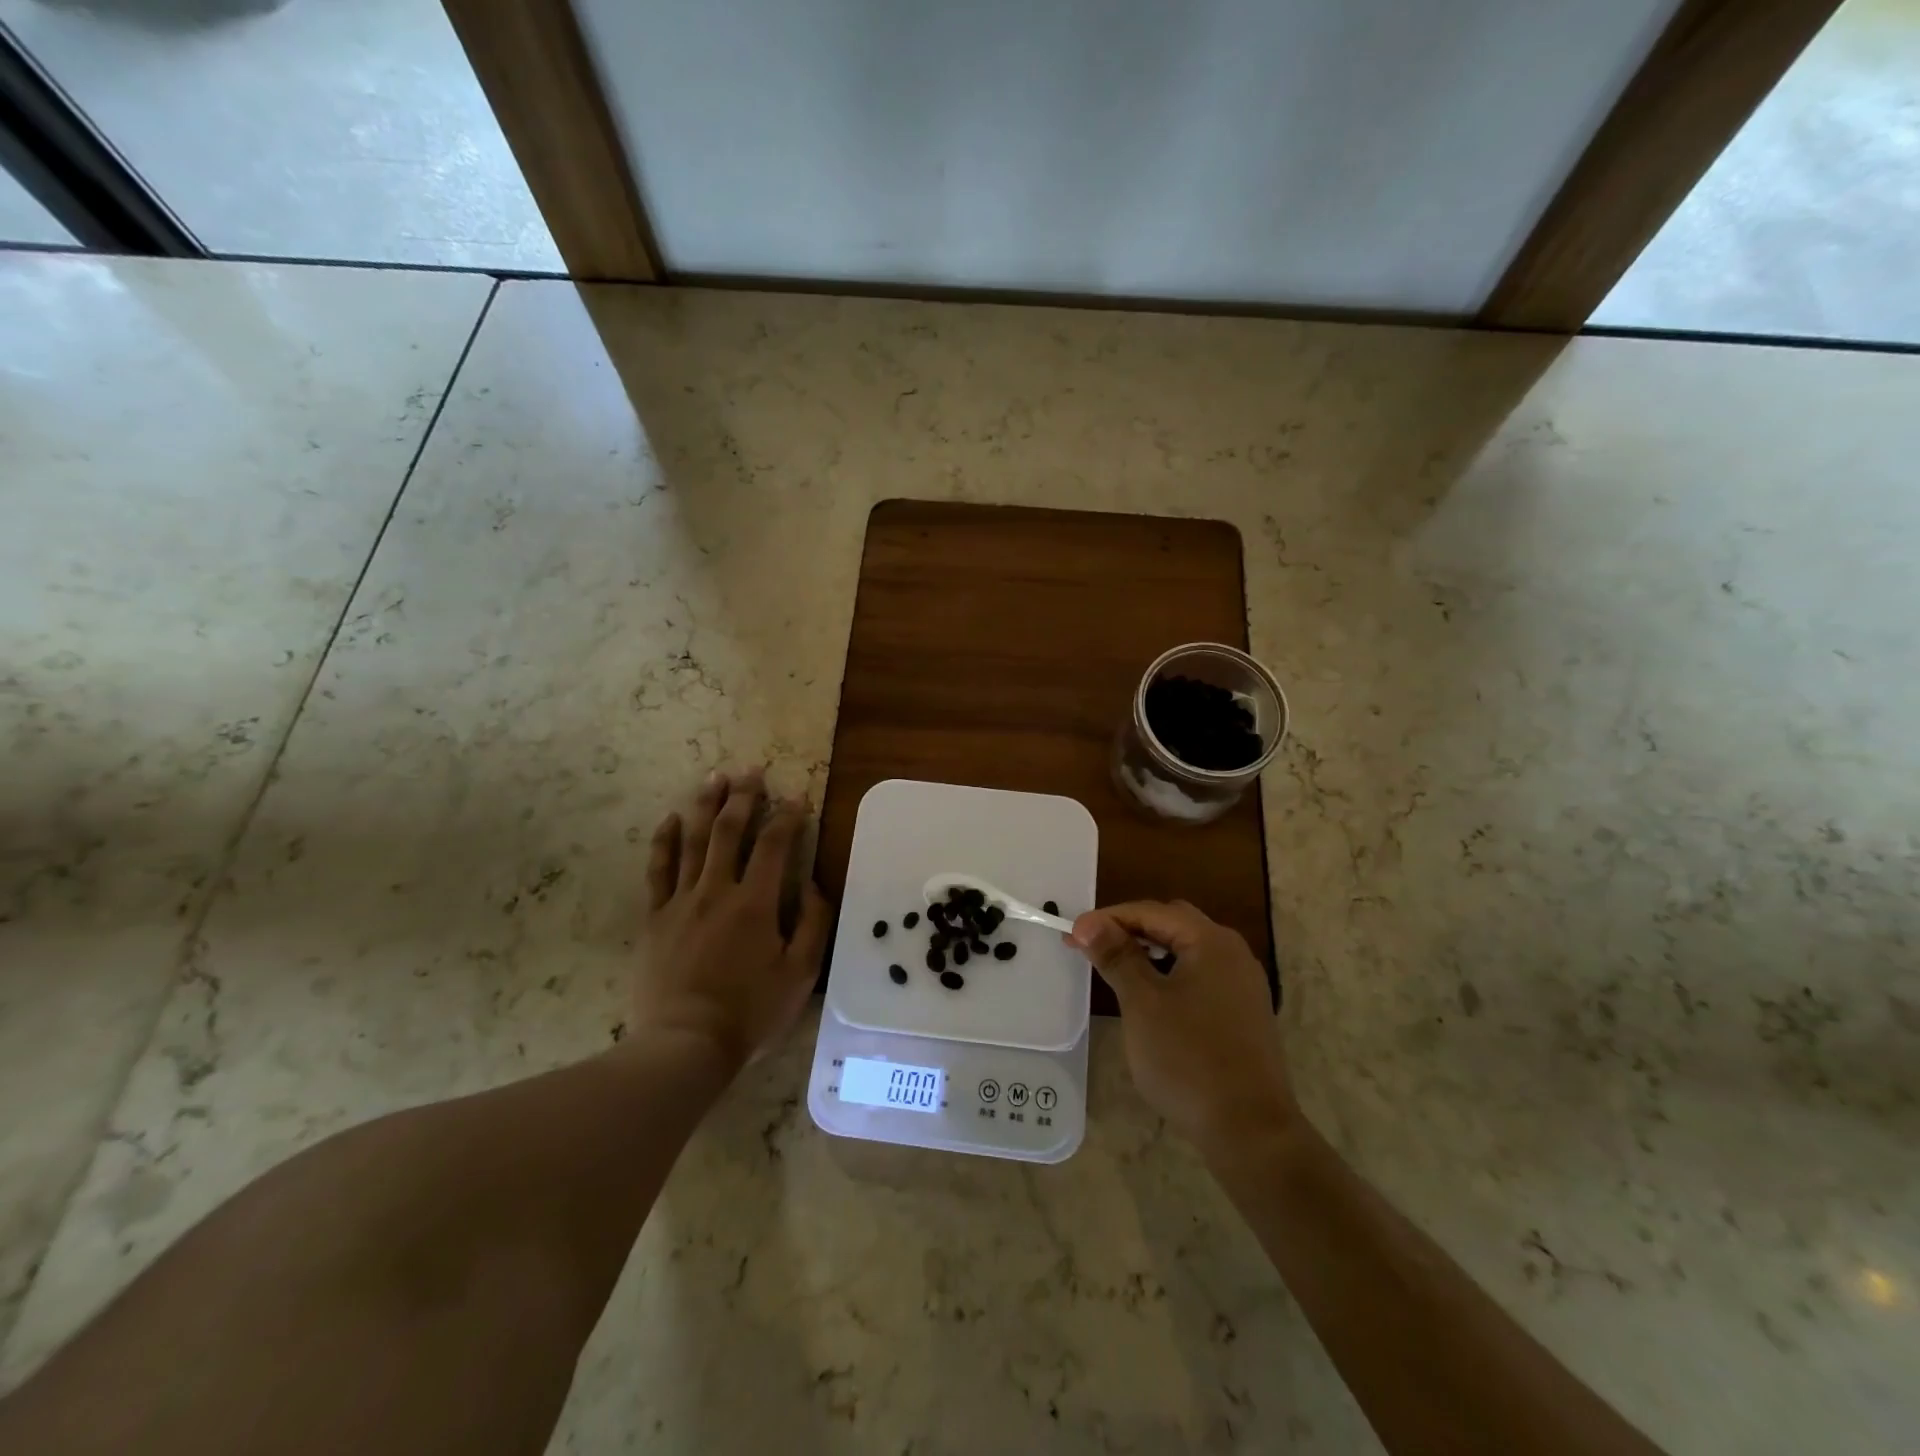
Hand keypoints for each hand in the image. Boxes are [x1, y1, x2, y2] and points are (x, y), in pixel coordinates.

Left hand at [636, 769, 831, 1070]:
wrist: (685, 1044)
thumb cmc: (750, 1012)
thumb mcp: (800, 974)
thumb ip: (813, 924)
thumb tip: (812, 884)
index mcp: (756, 903)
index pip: (775, 845)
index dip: (788, 816)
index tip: (798, 796)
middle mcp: (717, 890)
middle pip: (730, 831)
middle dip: (743, 796)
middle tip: (751, 770)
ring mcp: (681, 901)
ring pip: (694, 841)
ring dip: (706, 805)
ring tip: (714, 778)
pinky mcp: (655, 918)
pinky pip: (658, 870)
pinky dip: (665, 841)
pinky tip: (671, 818)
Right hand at [1070, 900, 1294, 1156]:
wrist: (1250, 1132)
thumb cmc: (1189, 1060)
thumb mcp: (1142, 1004)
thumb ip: (1116, 957)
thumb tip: (1088, 922)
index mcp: (1211, 942)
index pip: (1151, 911)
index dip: (1108, 918)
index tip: (1072, 936)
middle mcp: (1233, 953)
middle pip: (1173, 923)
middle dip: (1130, 929)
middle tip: (1093, 947)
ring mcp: (1243, 984)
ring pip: (1187, 950)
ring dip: (1150, 951)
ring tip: (1116, 968)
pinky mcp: (1244, 1012)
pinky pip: (1200, 975)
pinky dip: (1170, 973)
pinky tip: (1152, 997)